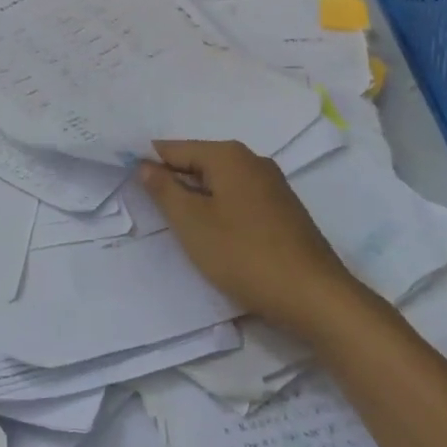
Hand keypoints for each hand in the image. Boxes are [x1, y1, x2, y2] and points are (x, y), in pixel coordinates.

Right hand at [138, 139, 352, 334]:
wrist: (316, 297)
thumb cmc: (245, 254)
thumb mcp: (192, 223)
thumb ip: (164, 190)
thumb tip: (144, 165)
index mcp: (228, 155)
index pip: (175, 149)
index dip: (150, 165)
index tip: (130, 187)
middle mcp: (252, 160)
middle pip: (199, 163)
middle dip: (175, 184)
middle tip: (154, 213)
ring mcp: (273, 185)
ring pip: (220, 183)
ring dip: (199, 201)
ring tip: (183, 229)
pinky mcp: (284, 211)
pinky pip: (240, 199)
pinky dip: (222, 211)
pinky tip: (217, 238)